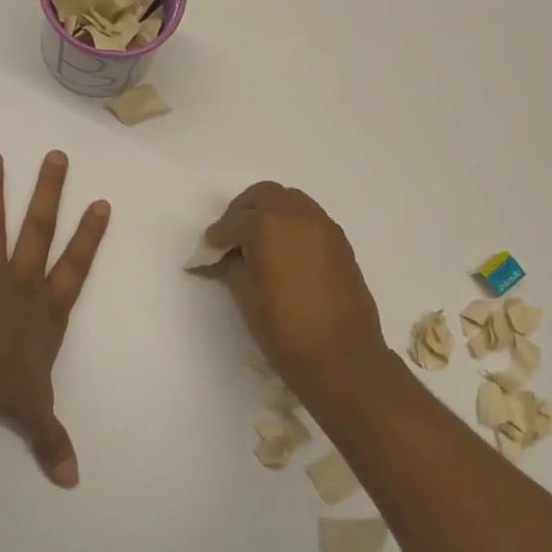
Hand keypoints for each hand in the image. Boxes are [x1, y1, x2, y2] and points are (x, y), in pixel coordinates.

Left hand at [0, 150, 109, 486]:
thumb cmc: (7, 385)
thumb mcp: (36, 413)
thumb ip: (52, 441)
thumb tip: (72, 481)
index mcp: (48, 309)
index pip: (76, 266)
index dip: (90, 236)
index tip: (100, 202)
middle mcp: (21, 283)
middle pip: (39, 229)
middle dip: (49, 192)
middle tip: (54, 156)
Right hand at [206, 182, 388, 398]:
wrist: (341, 356)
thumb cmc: (284, 329)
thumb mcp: (246, 297)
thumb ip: (232, 267)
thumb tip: (226, 258)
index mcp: (267, 226)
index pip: (233, 222)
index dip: (217, 236)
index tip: (209, 248)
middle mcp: (297, 215)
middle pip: (264, 195)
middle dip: (243, 210)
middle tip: (232, 235)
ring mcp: (323, 226)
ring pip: (291, 200)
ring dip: (271, 211)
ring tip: (259, 241)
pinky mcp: (340, 242)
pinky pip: (310, 218)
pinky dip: (293, 224)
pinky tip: (286, 252)